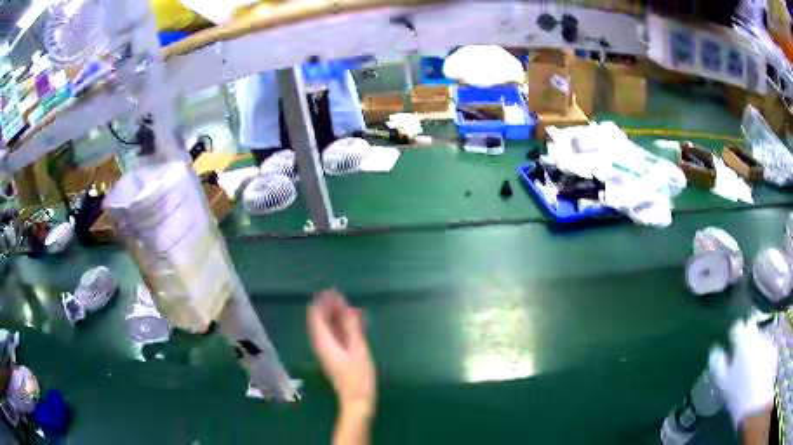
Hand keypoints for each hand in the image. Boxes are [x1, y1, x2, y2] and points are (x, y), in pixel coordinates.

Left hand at [308, 290, 375, 416]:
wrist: (357, 401)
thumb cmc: (358, 376)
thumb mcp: (358, 350)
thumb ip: (351, 328)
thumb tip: (346, 307)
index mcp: (323, 341)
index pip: (315, 315)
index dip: (323, 301)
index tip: (333, 290)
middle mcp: (321, 343)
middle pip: (321, 319)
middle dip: (330, 306)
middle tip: (343, 295)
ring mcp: (328, 350)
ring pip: (329, 327)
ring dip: (338, 315)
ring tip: (352, 307)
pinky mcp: (335, 354)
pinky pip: (336, 334)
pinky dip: (343, 326)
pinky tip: (356, 322)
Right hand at [708, 318, 778, 426]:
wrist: (755, 402)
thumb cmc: (738, 394)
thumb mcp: (723, 383)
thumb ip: (718, 365)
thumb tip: (714, 351)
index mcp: (743, 339)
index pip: (737, 326)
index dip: (733, 334)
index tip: (730, 345)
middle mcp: (757, 335)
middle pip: (751, 330)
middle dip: (746, 340)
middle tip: (739, 358)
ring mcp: (767, 343)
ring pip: (759, 341)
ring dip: (754, 350)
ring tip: (749, 370)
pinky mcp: (772, 352)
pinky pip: (765, 351)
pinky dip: (761, 359)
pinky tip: (757, 374)